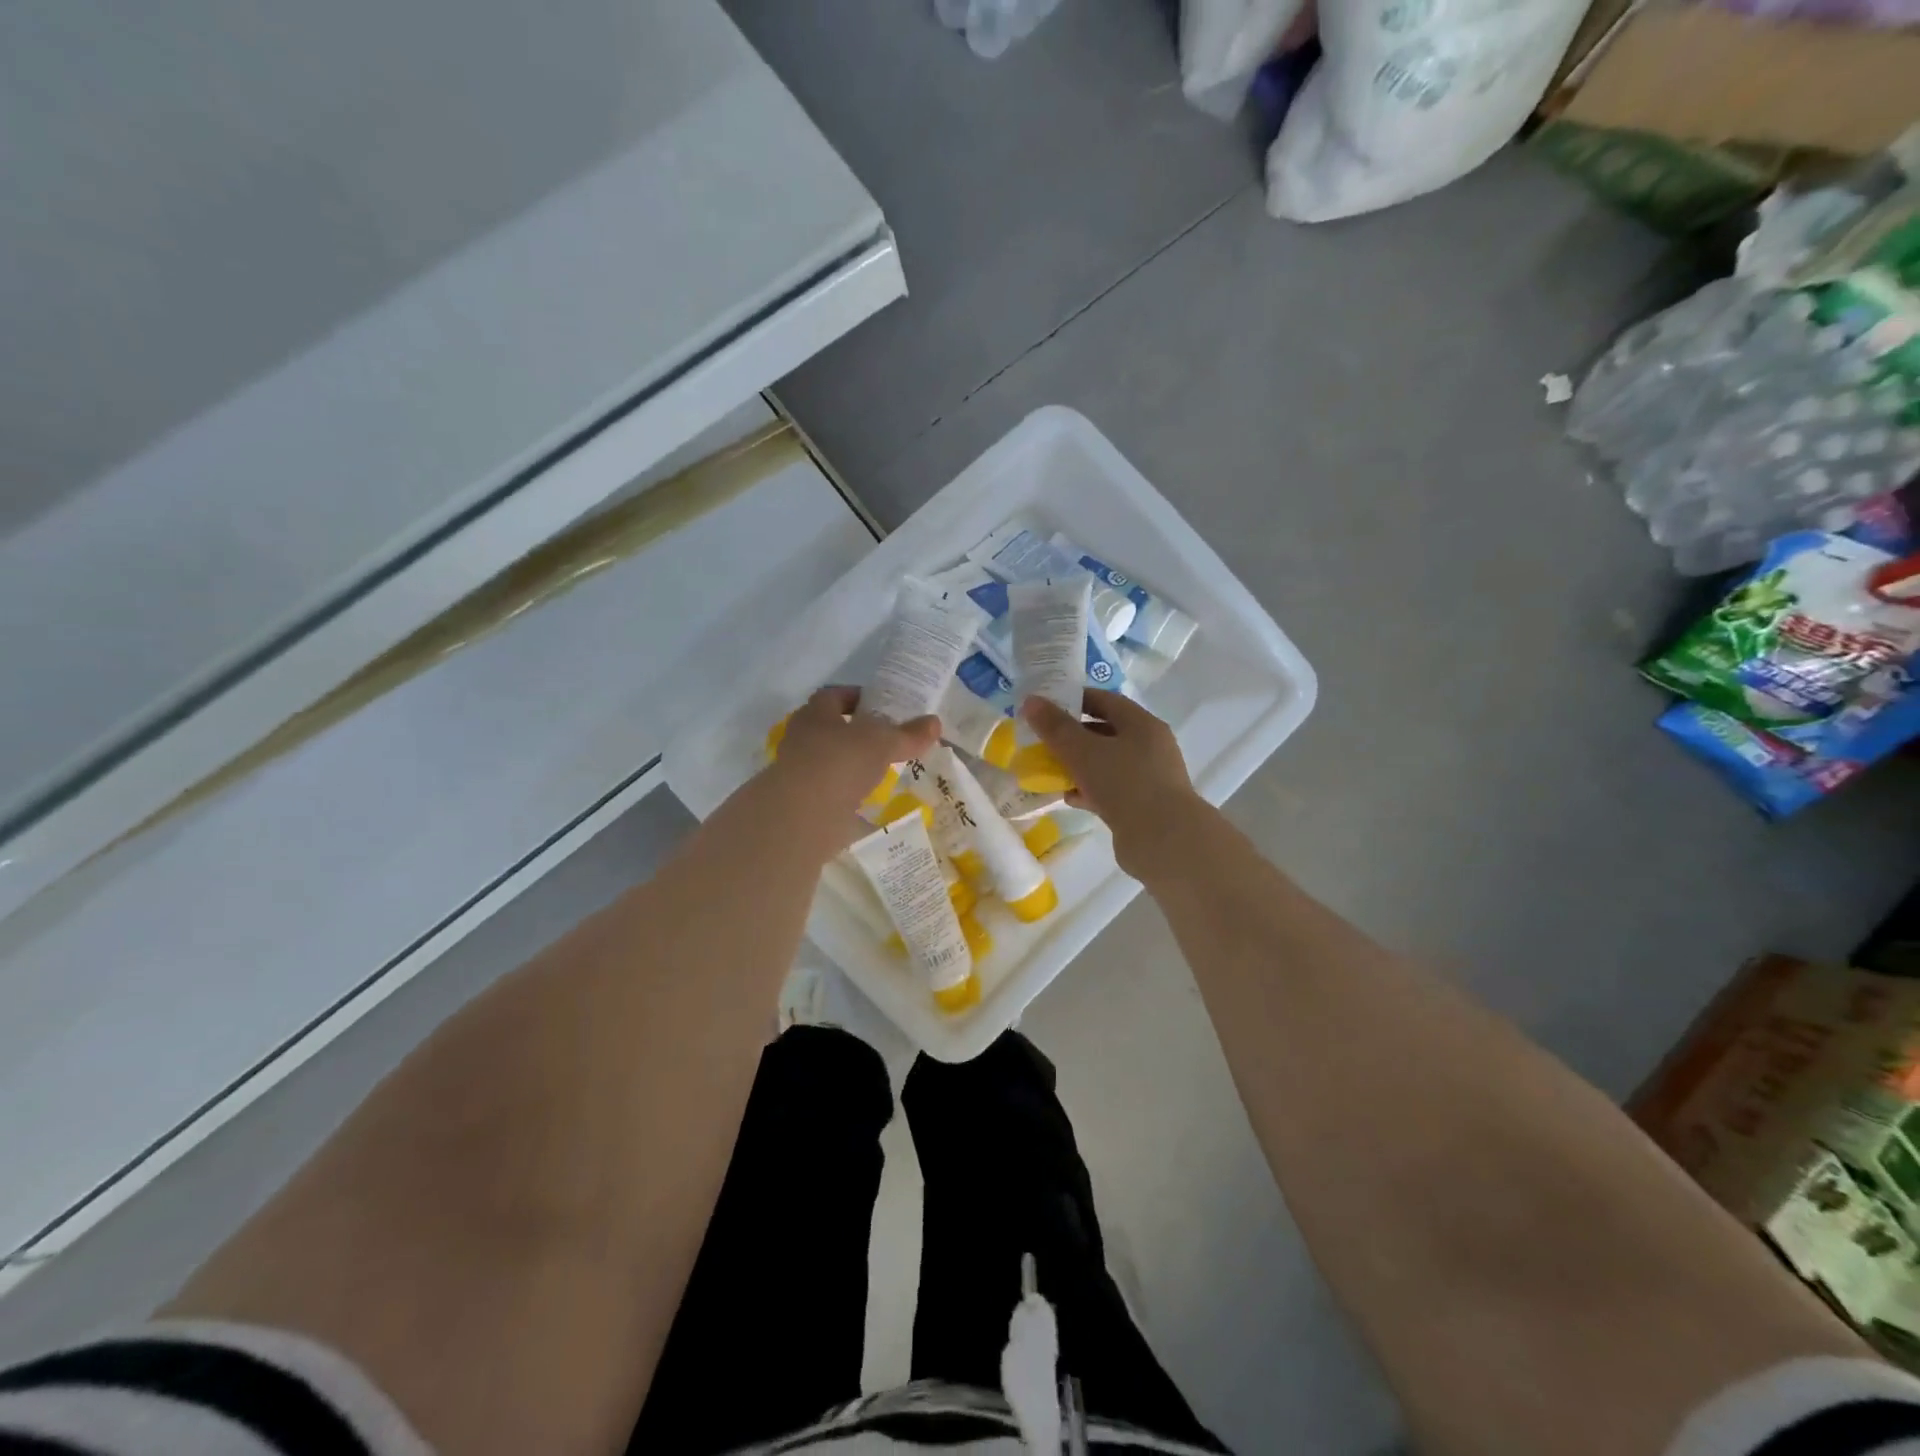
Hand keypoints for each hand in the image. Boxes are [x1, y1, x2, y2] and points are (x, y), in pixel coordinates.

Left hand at [772, 686, 938, 812]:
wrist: (802, 816)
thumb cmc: (839, 764)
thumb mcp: (882, 744)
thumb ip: (908, 734)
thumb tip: (935, 722)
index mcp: (815, 714)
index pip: (834, 695)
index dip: (857, 697)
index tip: (880, 705)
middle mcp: (801, 738)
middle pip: (830, 728)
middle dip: (856, 733)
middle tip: (886, 739)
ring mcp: (798, 771)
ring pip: (829, 760)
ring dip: (851, 764)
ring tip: (881, 770)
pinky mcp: (801, 801)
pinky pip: (829, 791)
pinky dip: (847, 793)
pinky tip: (868, 800)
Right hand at [1020, 689, 1202, 877]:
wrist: (1163, 841)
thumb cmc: (1125, 785)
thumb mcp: (1083, 751)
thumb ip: (1055, 727)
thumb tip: (1031, 701)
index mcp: (1142, 724)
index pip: (1105, 700)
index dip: (1074, 700)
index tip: (1045, 707)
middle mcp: (1150, 746)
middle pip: (1105, 732)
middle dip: (1072, 736)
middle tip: (1042, 740)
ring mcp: (1148, 777)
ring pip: (1106, 763)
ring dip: (1078, 765)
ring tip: (1049, 770)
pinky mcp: (1143, 805)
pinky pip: (1110, 789)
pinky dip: (1088, 790)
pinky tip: (1068, 797)